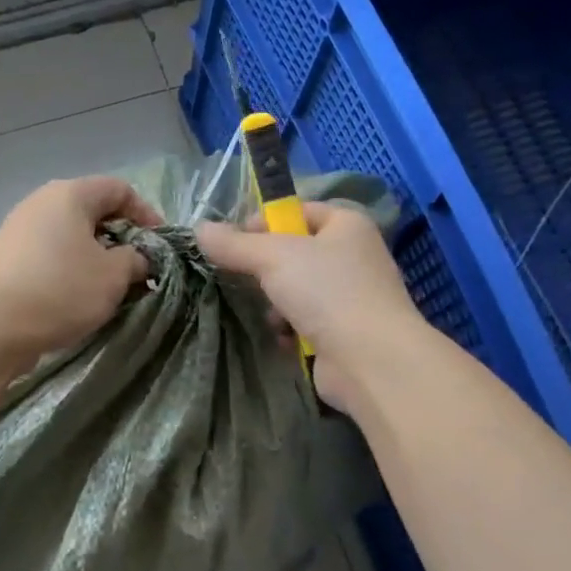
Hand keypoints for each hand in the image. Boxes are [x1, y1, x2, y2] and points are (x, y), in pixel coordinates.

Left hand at [0, 176, 162, 368]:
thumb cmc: (62, 290)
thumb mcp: (114, 276)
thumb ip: (135, 259)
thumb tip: (136, 257)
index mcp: (69, 194)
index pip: (119, 189)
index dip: (146, 214)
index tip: (158, 246)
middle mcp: (40, 201)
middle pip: (91, 210)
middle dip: (120, 237)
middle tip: (136, 267)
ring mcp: (17, 228)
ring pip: (69, 233)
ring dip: (94, 255)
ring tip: (107, 285)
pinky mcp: (4, 256)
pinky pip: (48, 252)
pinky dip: (68, 266)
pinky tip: (74, 295)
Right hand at [196, 202, 427, 409]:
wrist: (371, 360)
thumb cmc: (326, 291)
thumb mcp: (272, 257)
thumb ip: (234, 244)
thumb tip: (199, 229)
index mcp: (347, 224)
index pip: (297, 210)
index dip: (263, 222)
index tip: (233, 241)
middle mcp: (354, 255)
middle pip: (294, 252)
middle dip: (266, 269)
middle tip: (244, 280)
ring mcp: (353, 296)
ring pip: (297, 290)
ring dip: (276, 303)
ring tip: (271, 316)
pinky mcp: (346, 332)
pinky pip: (307, 322)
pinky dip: (291, 329)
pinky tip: (285, 339)